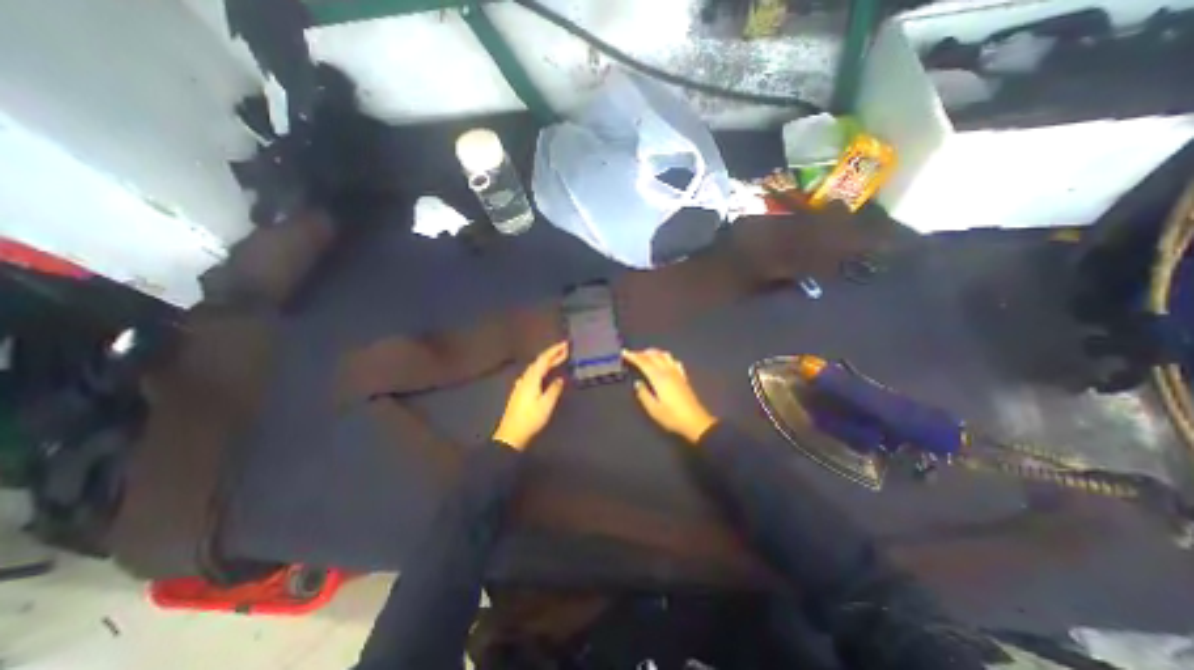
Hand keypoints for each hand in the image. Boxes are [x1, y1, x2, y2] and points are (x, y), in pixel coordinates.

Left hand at [496, 347, 567, 449]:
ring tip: (558, 358)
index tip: (565, 344)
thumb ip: (554, 390)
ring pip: (535, 368)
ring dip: (547, 361)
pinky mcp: (520, 391)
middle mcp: (525, 378)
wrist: (511, 434)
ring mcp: (521, 385)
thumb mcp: (546, 405)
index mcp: (532, 379)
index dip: (555, 351)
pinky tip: (545, 373)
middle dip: (552, 354)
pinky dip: (542, 369)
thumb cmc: (530, 419)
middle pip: (539, 362)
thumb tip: (560, 379)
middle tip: (565, 349)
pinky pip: (533, 374)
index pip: (544, 359)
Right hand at [627, 349, 717, 441]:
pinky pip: (673, 361)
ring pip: (664, 355)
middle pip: (653, 356)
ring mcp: (677, 373)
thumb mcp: (653, 409)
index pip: (643, 362)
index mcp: (658, 378)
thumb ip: (643, 394)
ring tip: (645, 355)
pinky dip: (665, 357)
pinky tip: (664, 361)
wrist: (695, 422)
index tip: (624, 352)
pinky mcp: (683, 377)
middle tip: (631, 354)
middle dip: (641, 353)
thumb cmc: (672, 417)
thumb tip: (638, 383)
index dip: (633, 356)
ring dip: (653, 353)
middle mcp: (668, 371)